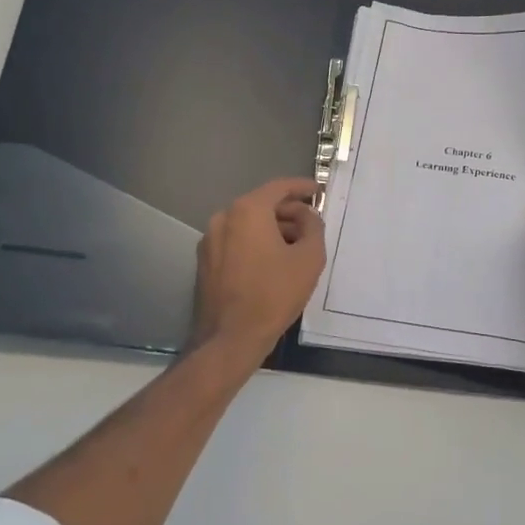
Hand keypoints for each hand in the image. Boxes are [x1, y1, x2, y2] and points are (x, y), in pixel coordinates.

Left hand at [190, 178, 326, 354]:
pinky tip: (273, 261)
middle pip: (261, 204)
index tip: (319, 192)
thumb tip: (308, 216)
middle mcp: (223, 217)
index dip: (302, 187)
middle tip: (311, 223)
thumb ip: (313, 227)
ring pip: (247, 224)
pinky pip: (236, 240)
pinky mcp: (205, 261)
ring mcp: (210, 240)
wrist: (230, 338)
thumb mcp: (309, 258)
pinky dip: (255, 242)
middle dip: (288, 211)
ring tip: (296, 245)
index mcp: (247, 211)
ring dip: (272, 228)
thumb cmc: (274, 294)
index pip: (279, 187)